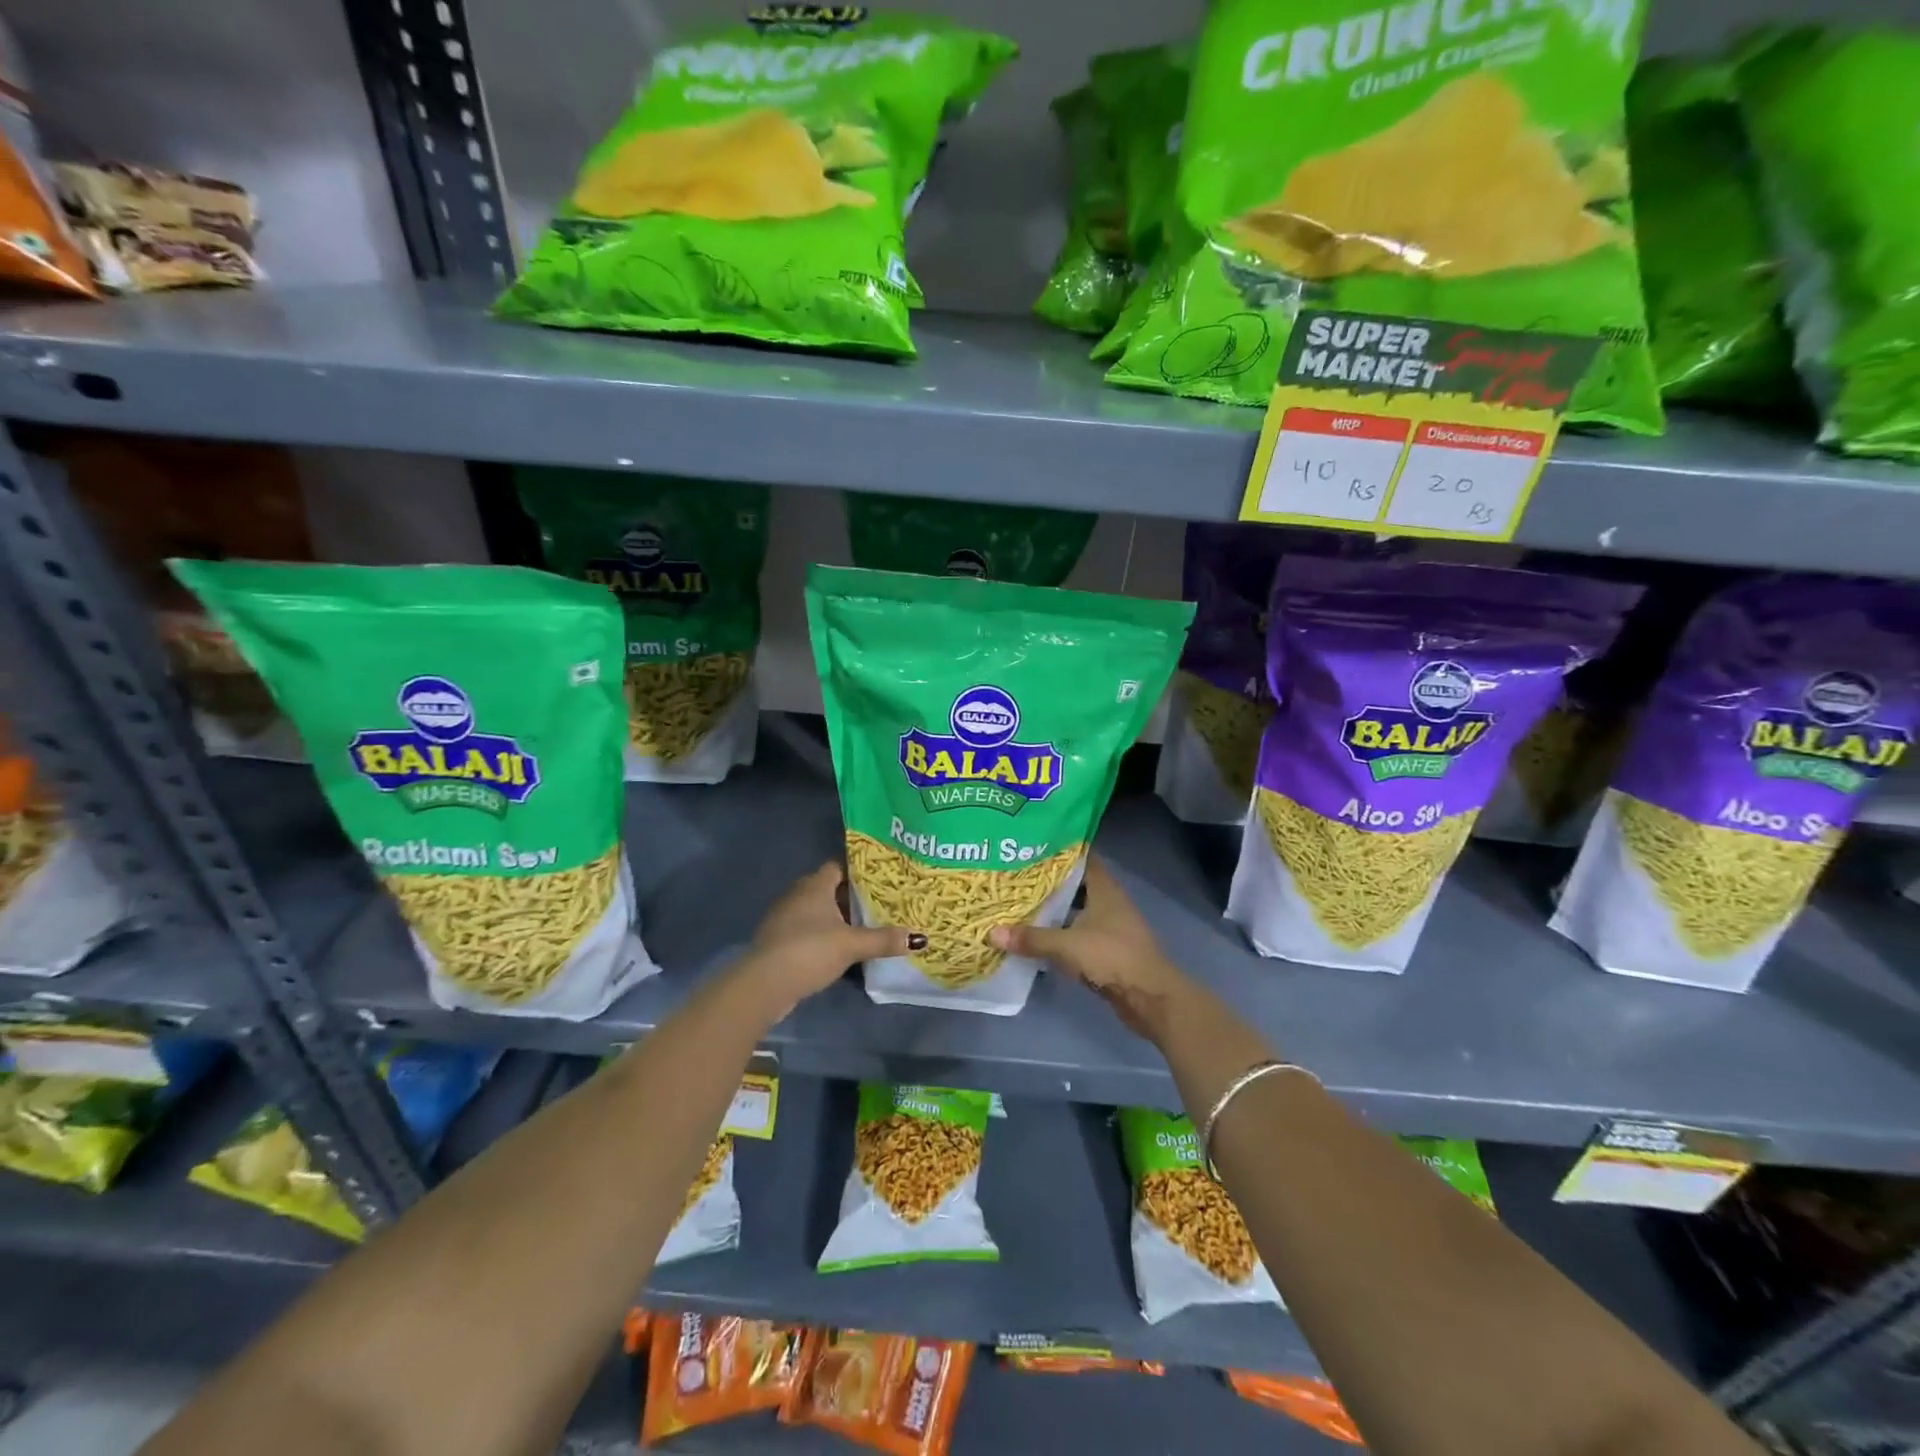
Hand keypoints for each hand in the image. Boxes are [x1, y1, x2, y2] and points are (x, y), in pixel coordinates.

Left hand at [735, 861, 921, 1015]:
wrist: (765, 983)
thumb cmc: (810, 950)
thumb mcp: (851, 945)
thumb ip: (883, 940)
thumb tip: (918, 937)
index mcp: (814, 885)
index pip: (838, 867)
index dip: (858, 872)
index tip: (880, 880)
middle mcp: (797, 894)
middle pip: (828, 889)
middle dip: (850, 897)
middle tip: (878, 905)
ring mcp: (784, 918)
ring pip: (816, 911)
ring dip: (835, 918)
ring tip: (862, 928)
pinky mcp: (778, 940)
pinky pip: (805, 930)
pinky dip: (821, 935)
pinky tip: (837, 949)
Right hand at [989, 857, 1193, 1041]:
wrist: (1149, 997)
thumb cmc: (1112, 957)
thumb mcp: (1066, 945)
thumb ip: (1031, 938)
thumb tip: (992, 933)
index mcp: (1104, 889)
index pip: (1083, 857)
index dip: (1061, 849)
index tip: (1033, 844)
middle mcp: (1109, 902)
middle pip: (1077, 884)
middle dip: (1050, 881)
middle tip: (1017, 874)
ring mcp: (1111, 926)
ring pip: (1077, 910)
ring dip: (1055, 909)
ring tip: (1021, 903)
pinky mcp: (1108, 950)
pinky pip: (1079, 934)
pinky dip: (1061, 933)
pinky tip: (1038, 935)